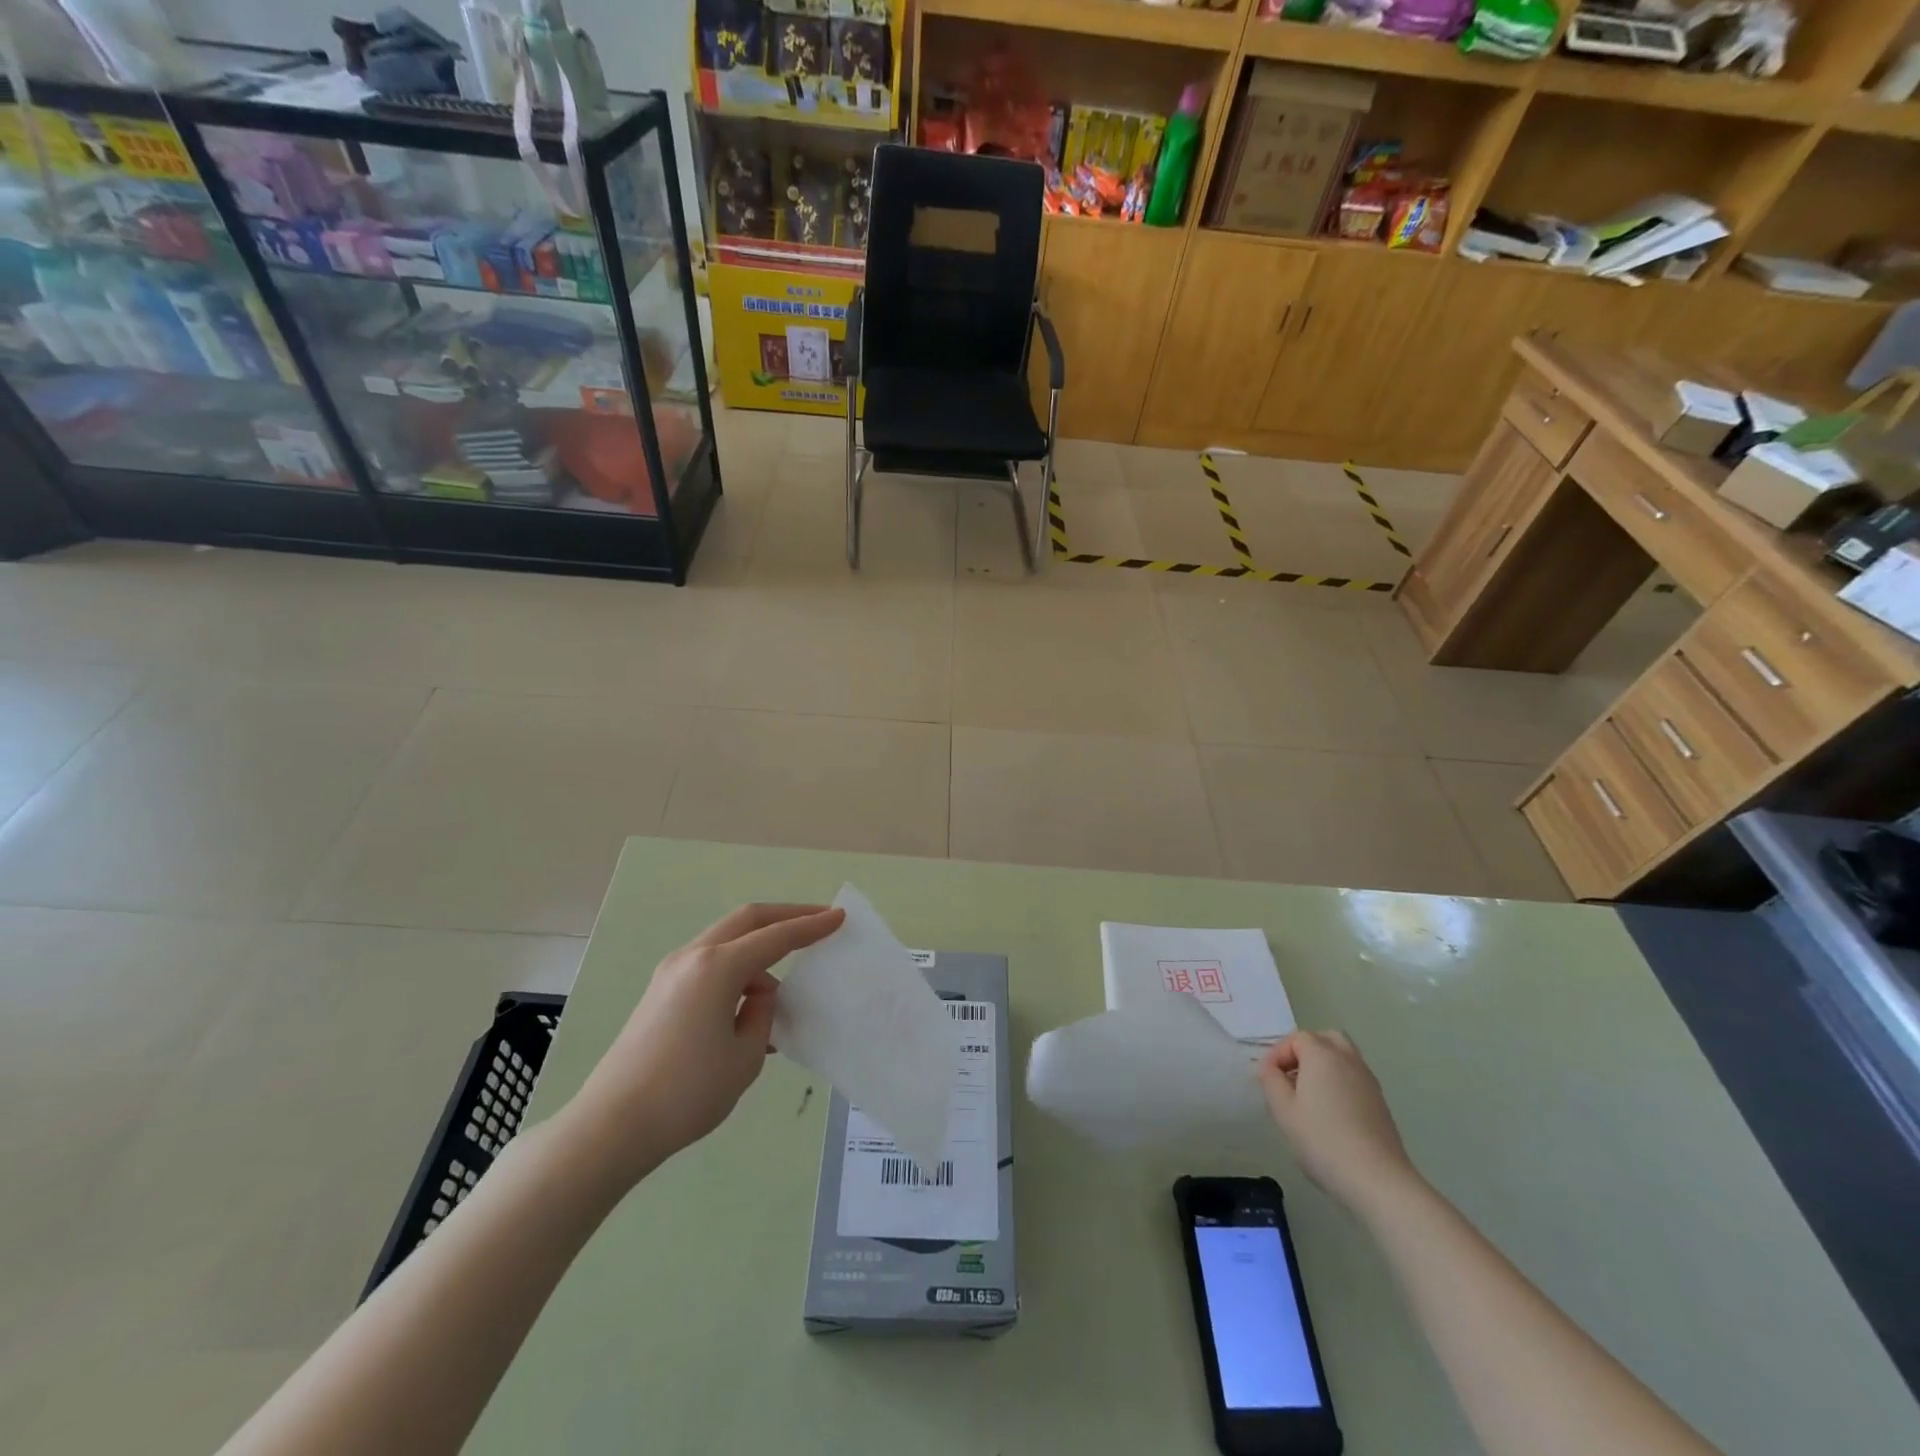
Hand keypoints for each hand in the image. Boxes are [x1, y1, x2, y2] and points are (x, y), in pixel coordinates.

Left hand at [567, 903, 844, 1185]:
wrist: (611, 1127)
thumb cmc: (687, 1092)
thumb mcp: (745, 1056)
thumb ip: (761, 1014)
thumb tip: (756, 996)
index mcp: (717, 967)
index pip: (776, 937)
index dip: (811, 926)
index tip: (839, 917)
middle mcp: (693, 957)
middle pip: (747, 920)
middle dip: (786, 917)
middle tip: (819, 922)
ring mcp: (671, 972)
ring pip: (726, 941)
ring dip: (759, 951)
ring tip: (780, 995)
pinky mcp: (660, 992)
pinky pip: (710, 965)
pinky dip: (737, 971)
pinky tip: (749, 1008)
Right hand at [1259, 1030, 1420, 1217]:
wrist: (1378, 1180)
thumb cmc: (1323, 1140)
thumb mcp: (1283, 1110)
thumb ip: (1271, 1080)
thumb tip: (1270, 1068)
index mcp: (1322, 1055)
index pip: (1296, 1038)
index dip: (1278, 1054)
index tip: (1268, 1080)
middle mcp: (1348, 1060)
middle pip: (1325, 1039)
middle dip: (1304, 1051)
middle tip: (1290, 1077)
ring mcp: (1368, 1081)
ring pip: (1343, 1057)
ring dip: (1323, 1066)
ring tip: (1308, 1095)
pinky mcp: (1380, 1103)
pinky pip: (1354, 1078)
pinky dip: (1339, 1082)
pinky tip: (1330, 1113)